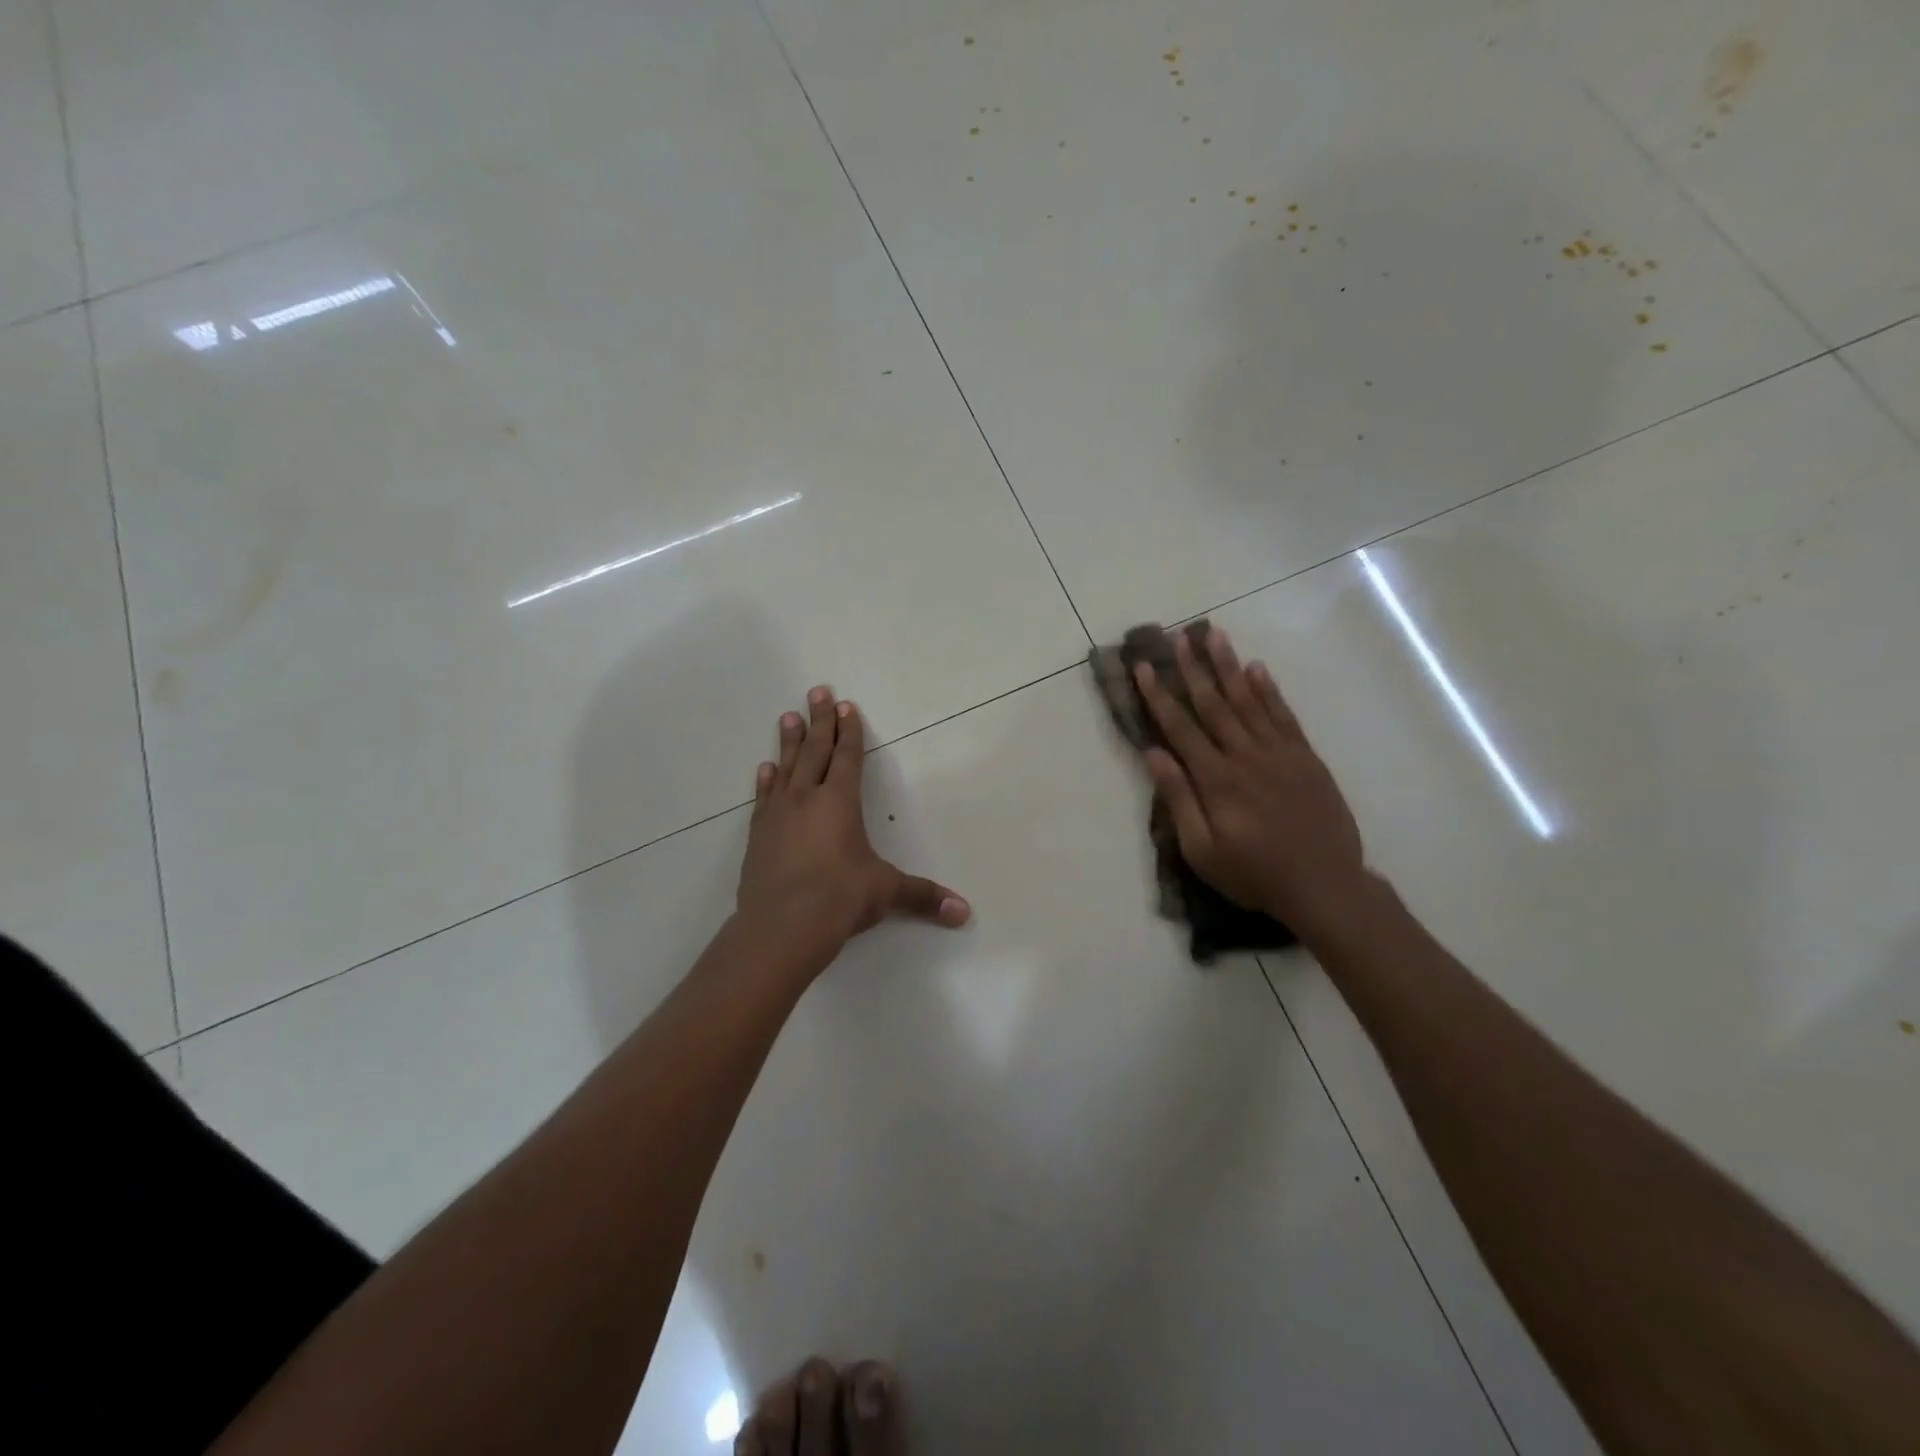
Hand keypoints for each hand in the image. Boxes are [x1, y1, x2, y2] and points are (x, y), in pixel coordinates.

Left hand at [736, 685, 969, 978]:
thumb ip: (923, 896)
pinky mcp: (758, 835)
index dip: (849, 730)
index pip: (847, 757)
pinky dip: (766, 780)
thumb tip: (964, 912)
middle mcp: (807, 798)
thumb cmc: (838, 900)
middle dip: (819, 720)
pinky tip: (765, 768)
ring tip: (788, 717)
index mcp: (839, 802)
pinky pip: (764, 797)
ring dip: (789, 741)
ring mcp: (778, 815)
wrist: (779, 928)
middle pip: (814, 750)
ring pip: (786, 767)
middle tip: (816, 691)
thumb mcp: (885, 893)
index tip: (846, 705)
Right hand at [1134, 629, 1369, 937]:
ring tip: (1214, 635)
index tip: (1144, 667)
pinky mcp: (1305, 757)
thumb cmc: (1254, 874)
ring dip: (1228, 666)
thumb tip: (1153, 754)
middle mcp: (1246, 756)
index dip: (1159, 695)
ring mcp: (1280, 753)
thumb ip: (1178, 800)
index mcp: (1216, 779)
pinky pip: (1283, 715)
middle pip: (1213, 704)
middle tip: (1178, 635)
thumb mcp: (1202, 850)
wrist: (1325, 886)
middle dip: (1192, 668)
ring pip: (1248, 700)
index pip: (1180, 727)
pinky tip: (1256, 668)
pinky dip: (1269, 689)